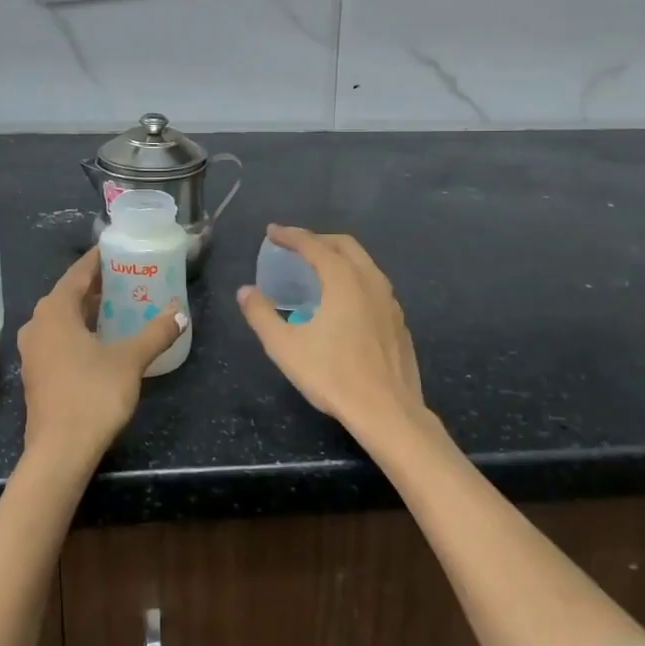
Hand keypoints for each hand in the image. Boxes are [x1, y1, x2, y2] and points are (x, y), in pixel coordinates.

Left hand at [17, 248, 184, 467]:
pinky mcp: (37, 373)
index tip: (118, 249)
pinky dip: (79, 330)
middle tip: (127, 277)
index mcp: (55, 311)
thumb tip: (180, 312)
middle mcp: (38, 324)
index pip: (78, 273)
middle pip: (68, 294)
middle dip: (97, 285)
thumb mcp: (130, 360)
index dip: (98, 260)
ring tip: (120, 305)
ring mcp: (34, 351)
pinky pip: (59, 338)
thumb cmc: (92, 395)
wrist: (59, 452)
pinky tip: (103, 339)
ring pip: (62, 318)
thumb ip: (156, 332)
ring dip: (88, 310)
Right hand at [236, 225, 429, 439]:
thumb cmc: (333, 376)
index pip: (313, 245)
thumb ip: (261, 315)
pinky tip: (343, 302)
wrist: (388, 412)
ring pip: (364, 264)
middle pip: (344, 245)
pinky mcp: (399, 322)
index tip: (271, 232)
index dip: (290, 236)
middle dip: (317, 239)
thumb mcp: (285, 347)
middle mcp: (370, 281)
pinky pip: (374, 285)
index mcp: (344, 280)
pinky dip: (354, 278)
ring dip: (339, 257)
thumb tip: (245, 291)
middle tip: (294, 246)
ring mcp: (390, 301)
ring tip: (318, 270)